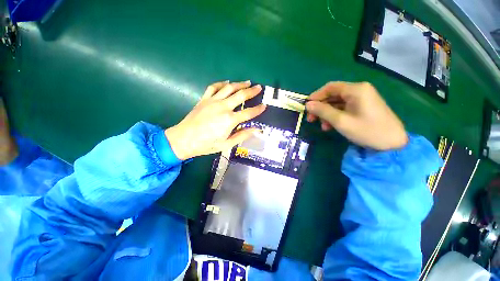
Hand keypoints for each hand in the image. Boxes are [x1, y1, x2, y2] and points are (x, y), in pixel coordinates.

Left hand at [165, 81, 265, 159]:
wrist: (183, 139)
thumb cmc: (206, 144)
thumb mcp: (226, 144)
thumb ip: (242, 135)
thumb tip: (257, 130)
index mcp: (230, 120)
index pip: (249, 112)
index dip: (258, 109)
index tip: (264, 105)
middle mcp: (223, 107)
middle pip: (241, 95)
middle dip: (252, 91)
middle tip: (259, 87)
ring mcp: (213, 101)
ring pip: (229, 88)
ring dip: (240, 84)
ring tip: (248, 82)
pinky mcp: (204, 99)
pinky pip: (214, 87)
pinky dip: (221, 83)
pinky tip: (227, 82)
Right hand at [306, 82, 407, 149]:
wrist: (393, 143)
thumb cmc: (367, 130)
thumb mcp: (341, 121)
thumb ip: (323, 111)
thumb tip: (308, 105)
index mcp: (356, 89)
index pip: (330, 87)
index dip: (316, 96)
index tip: (306, 107)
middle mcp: (359, 90)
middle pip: (333, 95)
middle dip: (320, 107)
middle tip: (311, 119)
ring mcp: (361, 99)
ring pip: (337, 103)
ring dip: (326, 114)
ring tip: (322, 126)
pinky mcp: (362, 107)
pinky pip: (344, 108)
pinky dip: (335, 116)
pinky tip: (330, 126)